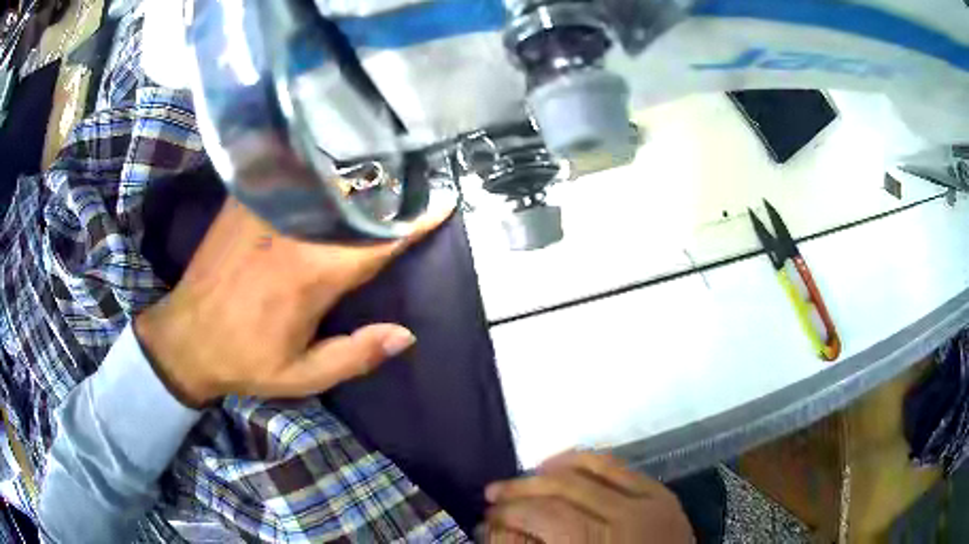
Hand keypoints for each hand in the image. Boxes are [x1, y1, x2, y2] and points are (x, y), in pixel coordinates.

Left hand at [135, 198, 452, 407]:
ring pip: (322, 182)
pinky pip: (287, 175)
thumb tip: (405, 335)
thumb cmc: (246, 359)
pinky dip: (311, 171)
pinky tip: (323, 168)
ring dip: (353, 178)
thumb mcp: (303, 376)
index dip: (413, 223)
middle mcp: (293, 233)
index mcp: (313, 275)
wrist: (186, 337)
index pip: (377, 242)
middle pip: (354, 202)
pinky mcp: (243, 202)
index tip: (441, 204)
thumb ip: (355, 355)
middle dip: (387, 193)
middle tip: (409, 186)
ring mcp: (264, 211)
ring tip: (374, 173)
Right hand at [483, 452, 693, 543]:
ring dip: (553, 468)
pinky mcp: (662, 494)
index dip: (511, 513)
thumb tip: (497, 528)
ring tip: (525, 476)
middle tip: (493, 494)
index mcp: (597, 543)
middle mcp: (626, 516)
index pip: (545, 514)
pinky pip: (620, 467)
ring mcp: (650, 501)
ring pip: (593, 467)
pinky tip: (568, 466)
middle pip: (565, 487)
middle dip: (522, 488)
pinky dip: (590, 462)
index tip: (487, 518)